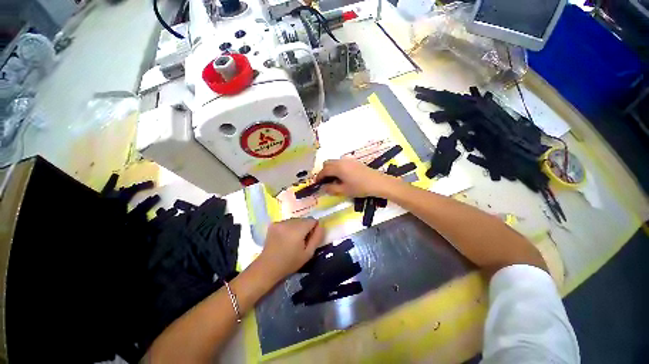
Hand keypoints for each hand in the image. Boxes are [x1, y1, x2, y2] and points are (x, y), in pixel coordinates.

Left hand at [258, 218, 324, 281]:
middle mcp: (288, 222)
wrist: (268, 267)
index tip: (310, 239)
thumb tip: (321, 225)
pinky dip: (289, 227)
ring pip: (295, 220)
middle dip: (305, 227)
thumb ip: (317, 237)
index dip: (314, 229)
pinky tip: (285, 237)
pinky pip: (287, 222)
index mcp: (297, 229)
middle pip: (303, 219)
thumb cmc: (290, 263)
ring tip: (292, 239)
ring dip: (297, 227)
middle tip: (301, 241)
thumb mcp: (308, 253)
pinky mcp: (273, 224)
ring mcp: (280, 222)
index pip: (312, 220)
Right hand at [315, 158, 399, 197]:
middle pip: (327, 163)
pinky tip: (342, 176)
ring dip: (330, 169)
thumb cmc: (360, 187)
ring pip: (334, 162)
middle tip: (325, 182)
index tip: (317, 184)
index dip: (319, 177)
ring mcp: (348, 160)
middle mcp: (341, 161)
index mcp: (337, 167)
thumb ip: (331, 189)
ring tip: (334, 180)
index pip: (324, 171)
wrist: (378, 182)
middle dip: (324, 171)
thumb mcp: (344, 190)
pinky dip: (337, 168)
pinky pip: (341, 162)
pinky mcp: (354, 161)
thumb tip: (323, 187)